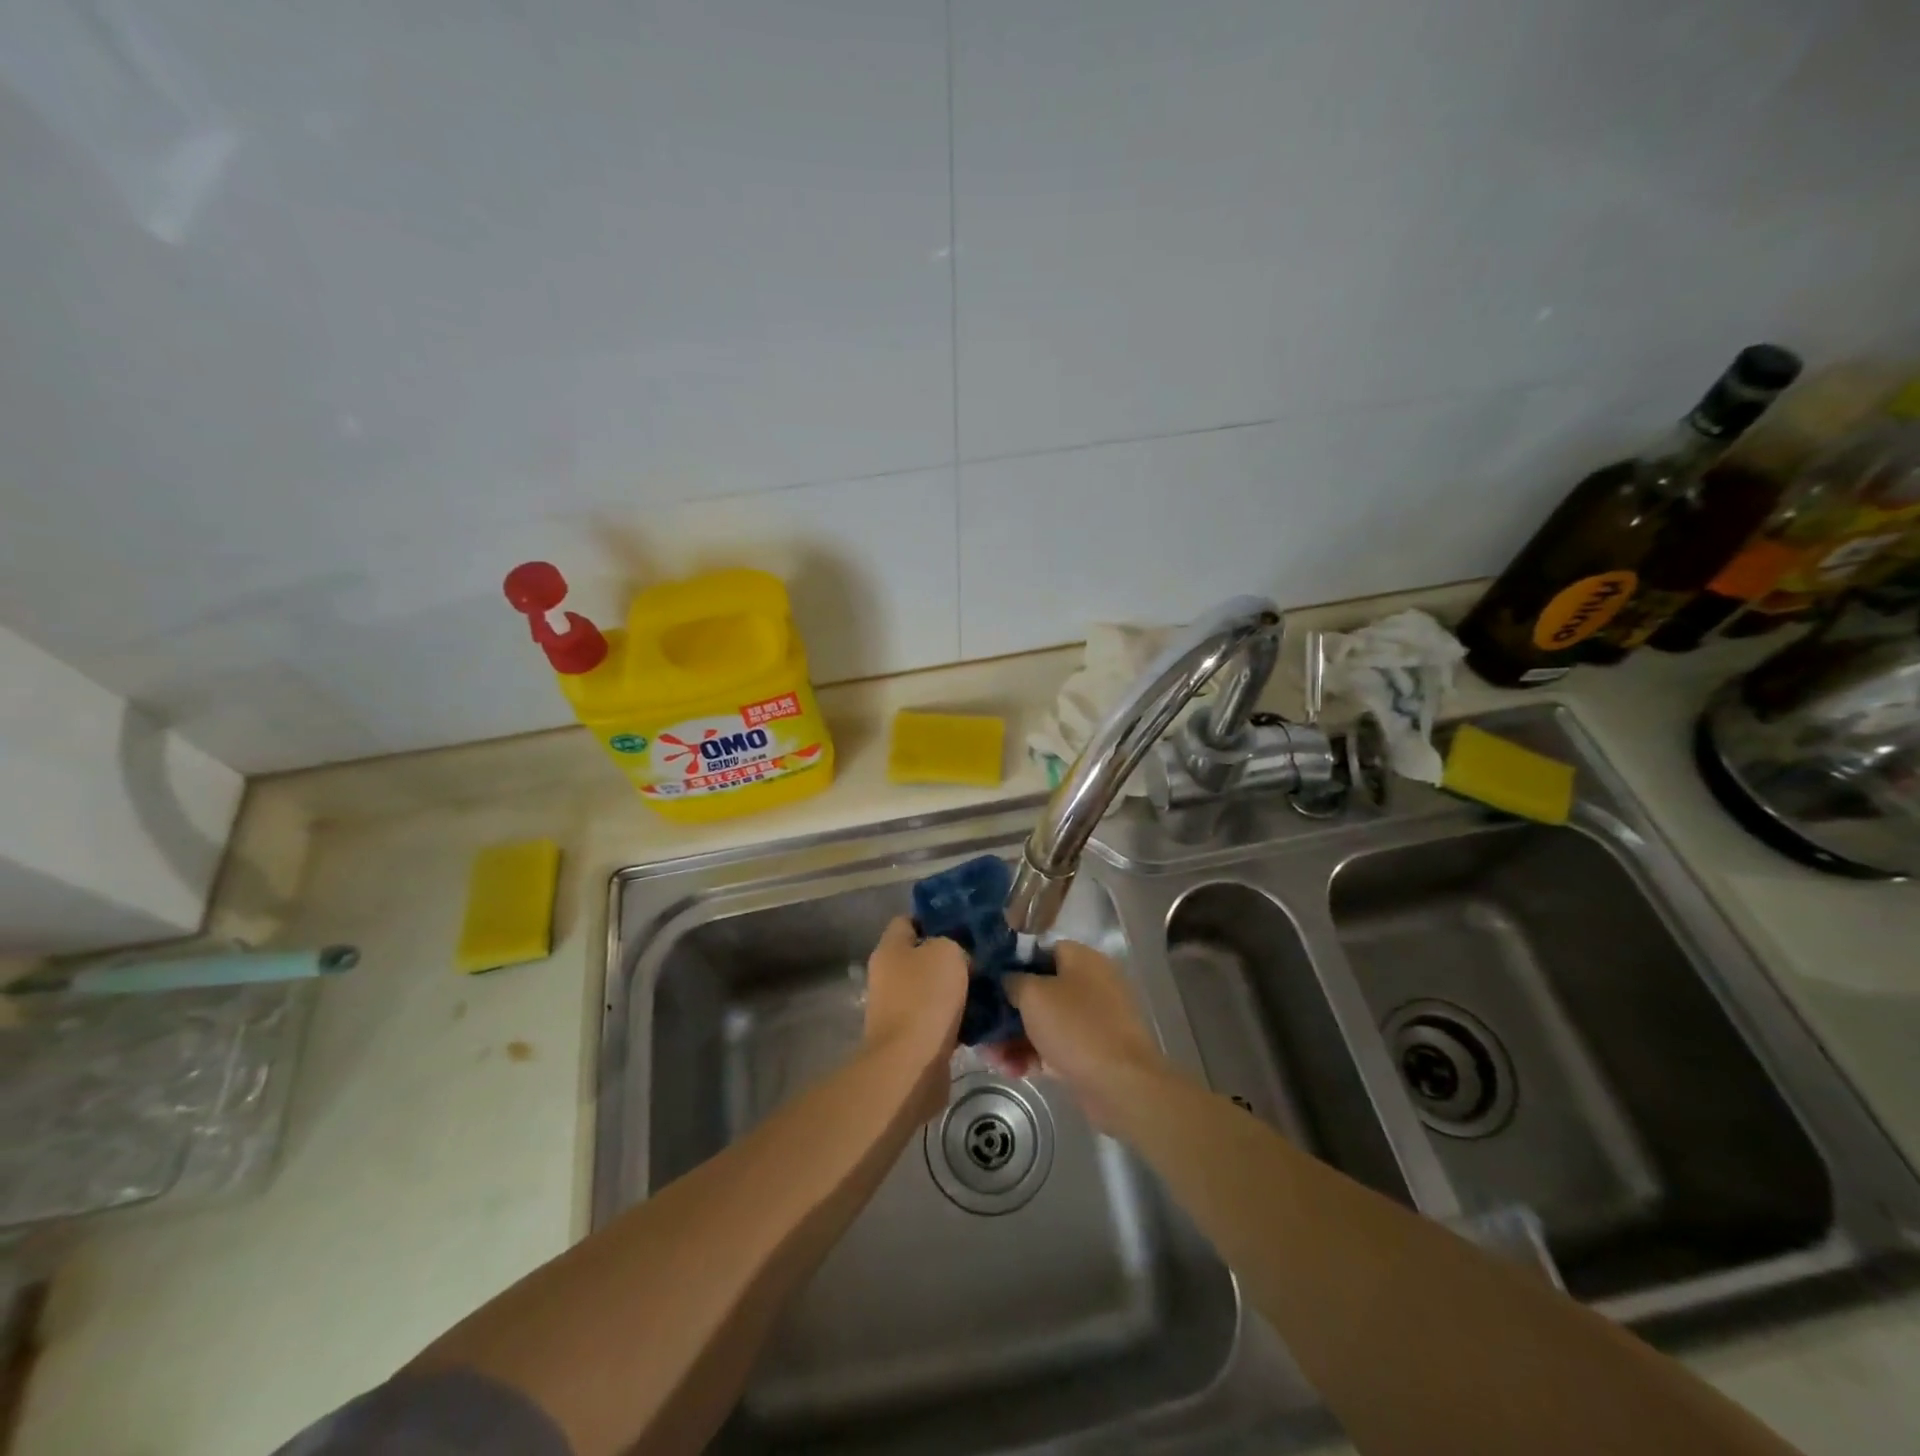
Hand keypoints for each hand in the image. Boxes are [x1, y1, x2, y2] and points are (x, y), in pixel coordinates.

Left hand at [862, 917, 967, 1122]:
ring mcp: (898, 1008)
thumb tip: (959, 958)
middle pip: (923, 956)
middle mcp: (888, 976)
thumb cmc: (926, 998)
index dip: (935, 918)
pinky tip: (983, 1017)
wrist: (911, 1064)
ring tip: (990, 986)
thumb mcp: (947, 952)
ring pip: (934, 989)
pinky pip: (940, 1019)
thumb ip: (953, 944)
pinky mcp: (912, 1037)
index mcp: (890, 949)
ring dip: (958, 990)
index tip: (965, 924)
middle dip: (952, 957)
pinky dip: (958, 1018)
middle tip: (985, 956)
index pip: (908, 920)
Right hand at [990, 941, 1170, 1131]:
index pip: (1039, 951)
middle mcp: (1089, 984)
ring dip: (1015, 1038)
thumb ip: (1013, 981)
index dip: (1011, 965)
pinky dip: (1033, 1055)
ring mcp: (1092, 1019)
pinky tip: (1011, 1070)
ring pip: (1044, 1022)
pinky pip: (1055, 1046)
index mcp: (1081, 959)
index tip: (987, 983)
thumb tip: (1007, 980)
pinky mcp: (1091, 1051)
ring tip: (991, 1057)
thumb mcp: (1033, 995)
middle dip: (1008, 1011)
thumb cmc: (1076, 1027)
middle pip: (1039, 990)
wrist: (1121, 1084)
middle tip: (983, 1027)